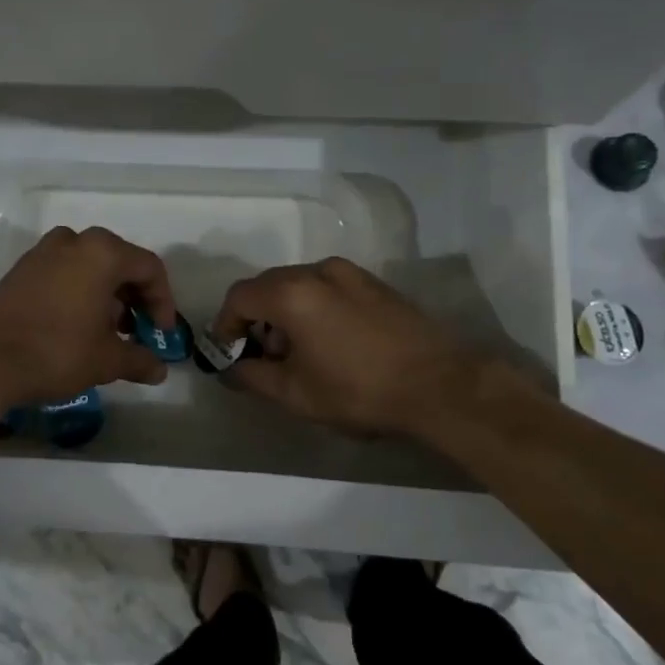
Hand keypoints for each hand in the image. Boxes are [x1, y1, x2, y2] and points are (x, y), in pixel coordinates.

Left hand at [0, 226, 176, 405]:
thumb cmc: (56, 352)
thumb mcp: (106, 360)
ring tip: (107, 333)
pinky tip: (77, 327)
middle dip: (135, 298)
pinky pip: (64, 272)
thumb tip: (160, 370)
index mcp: (102, 252)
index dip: (163, 302)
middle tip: (138, 331)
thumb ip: (140, 360)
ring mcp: (43, 252)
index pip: (149, 268)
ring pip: (90, 267)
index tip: (162, 334)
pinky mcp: (21, 269)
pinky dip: (79, 293)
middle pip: (120, 263)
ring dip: (107, 296)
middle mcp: (74, 241)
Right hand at [212, 258, 485, 436]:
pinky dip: (313, 308)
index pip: (239, 296)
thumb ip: (253, 376)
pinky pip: (327, 287)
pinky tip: (331, 343)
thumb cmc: (359, 390)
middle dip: (256, 319)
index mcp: (292, 293)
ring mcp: (350, 273)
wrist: (440, 384)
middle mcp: (317, 271)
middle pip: (268, 286)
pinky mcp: (374, 283)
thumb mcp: (296, 393)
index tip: (228, 353)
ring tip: (299, 355)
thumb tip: (232, 369)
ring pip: (299, 285)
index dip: (225, 324)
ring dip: (285, 314)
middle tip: (263, 357)